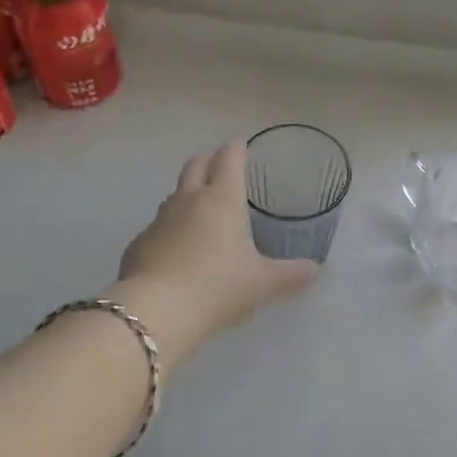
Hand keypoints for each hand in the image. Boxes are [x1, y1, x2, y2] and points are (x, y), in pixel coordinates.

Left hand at [113, 142, 319, 364]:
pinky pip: (158, 225)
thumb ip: (291, 274)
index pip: (229, 159)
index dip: (236, 149)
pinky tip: (177, 246)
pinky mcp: (139, 243)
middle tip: (220, 162)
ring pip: (175, 193)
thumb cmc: (217, 287)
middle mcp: (189, 201)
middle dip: (209, 159)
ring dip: (188, 191)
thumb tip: (316, 270)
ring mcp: (159, 220)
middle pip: (196, 165)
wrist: (155, 311)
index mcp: (222, 200)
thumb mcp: (262, 284)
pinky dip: (171, 226)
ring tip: (200, 204)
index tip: (242, 145)